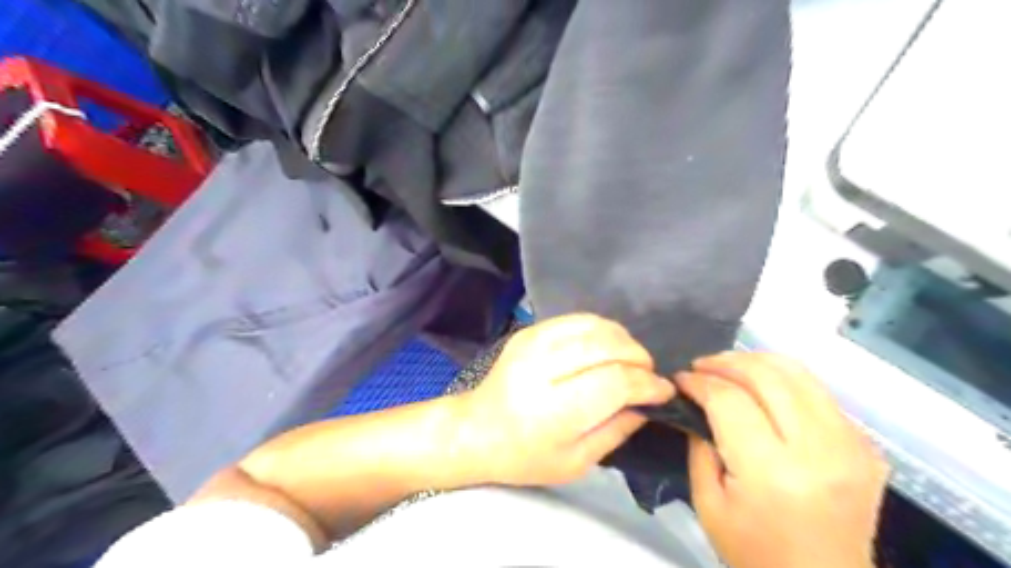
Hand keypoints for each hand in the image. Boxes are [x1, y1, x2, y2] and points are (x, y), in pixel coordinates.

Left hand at [458, 312, 673, 486]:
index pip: (614, 381)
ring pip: (594, 325)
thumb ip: (617, 430)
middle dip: (638, 357)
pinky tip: (607, 347)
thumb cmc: (525, 456)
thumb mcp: (576, 461)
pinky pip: (577, 318)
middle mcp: (542, 367)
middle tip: (648, 374)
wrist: (476, 429)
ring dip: (623, 340)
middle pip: (606, 345)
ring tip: (631, 360)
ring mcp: (533, 342)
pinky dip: (601, 329)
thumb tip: (649, 403)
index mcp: (553, 409)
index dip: (646, 383)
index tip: (663, 391)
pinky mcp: (529, 330)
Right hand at [679, 350, 885, 566]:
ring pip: (799, 374)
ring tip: (729, 366)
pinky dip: (786, 382)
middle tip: (701, 365)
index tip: (680, 378)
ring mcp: (851, 447)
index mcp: (772, 472)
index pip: (730, 401)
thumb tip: (697, 402)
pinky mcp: (866, 447)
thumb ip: (700, 446)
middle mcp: (817, 451)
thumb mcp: (708, 503)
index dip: (700, 382)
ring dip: (756, 361)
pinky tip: (764, 391)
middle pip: (767, 377)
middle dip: (726, 362)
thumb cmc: (755, 553)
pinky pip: (820, 394)